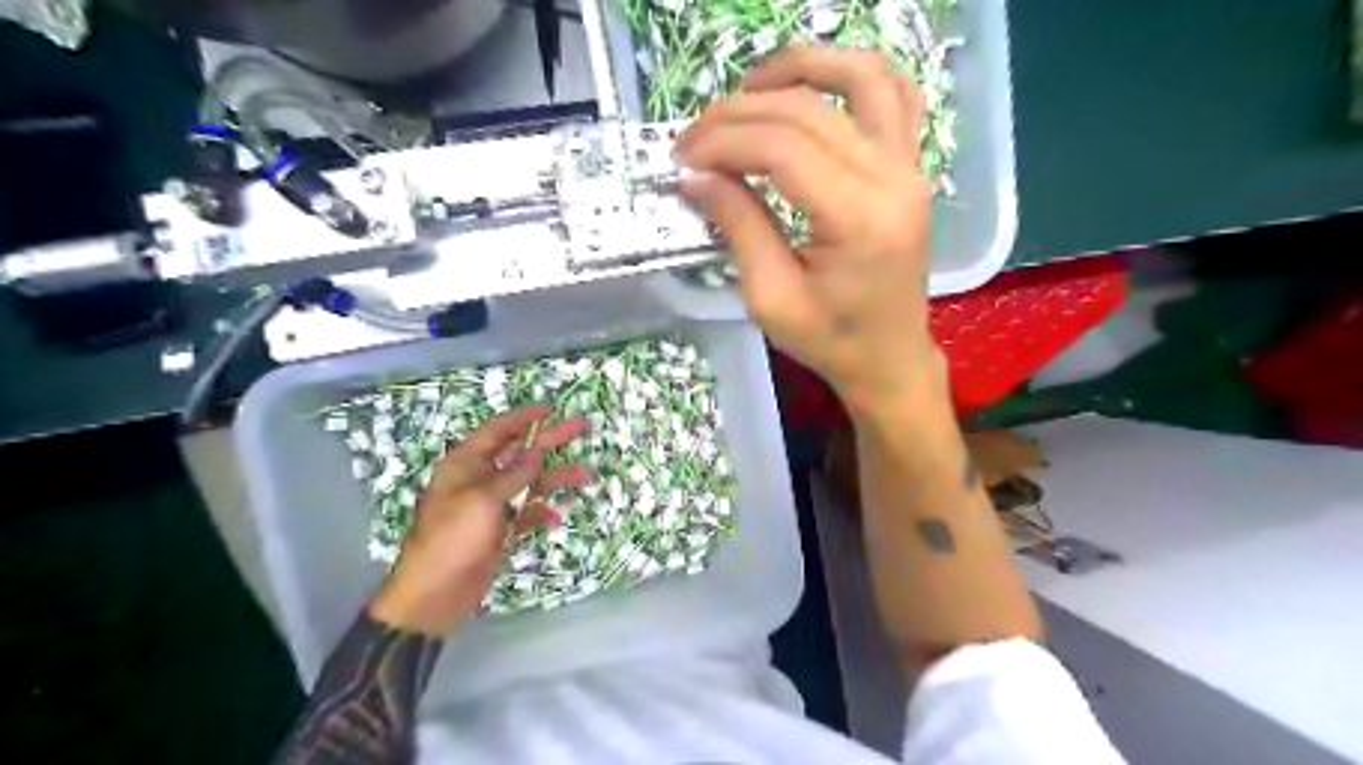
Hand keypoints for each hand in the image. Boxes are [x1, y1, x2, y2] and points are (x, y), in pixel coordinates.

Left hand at [371, 402, 587, 637]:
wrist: (433, 596)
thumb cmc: (452, 540)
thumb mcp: (483, 501)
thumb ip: (513, 475)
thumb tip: (536, 452)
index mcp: (465, 465)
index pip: (497, 430)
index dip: (523, 417)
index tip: (550, 408)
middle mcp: (479, 480)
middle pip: (519, 453)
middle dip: (549, 441)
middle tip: (580, 427)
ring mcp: (490, 507)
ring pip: (527, 484)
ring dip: (553, 478)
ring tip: (584, 474)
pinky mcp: (498, 532)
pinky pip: (525, 515)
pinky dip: (540, 513)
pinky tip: (557, 514)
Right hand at [676, 45, 944, 410]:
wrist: (889, 356)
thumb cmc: (831, 340)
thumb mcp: (770, 298)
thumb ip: (737, 227)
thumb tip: (694, 176)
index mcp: (859, 220)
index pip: (782, 150)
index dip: (723, 143)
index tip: (681, 160)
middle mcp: (893, 179)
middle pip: (808, 112)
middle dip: (738, 115)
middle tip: (693, 139)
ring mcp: (910, 166)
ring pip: (860, 78)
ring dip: (799, 68)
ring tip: (747, 88)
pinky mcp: (911, 165)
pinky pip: (895, 93)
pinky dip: (853, 73)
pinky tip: (812, 85)